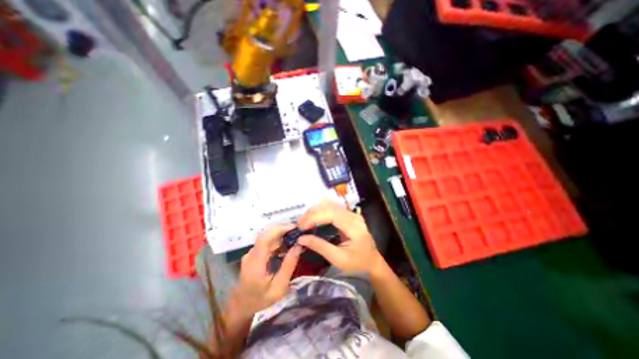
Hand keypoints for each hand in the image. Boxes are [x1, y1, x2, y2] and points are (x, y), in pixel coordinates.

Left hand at [234, 225, 302, 316]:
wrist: (242, 306)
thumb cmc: (261, 299)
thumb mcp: (279, 288)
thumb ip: (288, 266)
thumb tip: (299, 246)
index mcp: (255, 263)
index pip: (265, 238)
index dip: (279, 229)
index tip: (294, 227)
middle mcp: (251, 254)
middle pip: (267, 234)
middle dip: (283, 228)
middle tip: (299, 230)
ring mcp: (252, 252)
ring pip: (267, 236)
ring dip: (282, 233)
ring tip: (297, 235)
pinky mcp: (254, 252)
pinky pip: (267, 241)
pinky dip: (279, 239)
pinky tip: (288, 242)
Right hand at [297, 200, 381, 272]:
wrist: (372, 262)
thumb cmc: (357, 263)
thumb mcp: (338, 259)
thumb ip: (320, 246)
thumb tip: (301, 239)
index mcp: (354, 226)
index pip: (331, 214)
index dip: (314, 217)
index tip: (301, 226)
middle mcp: (353, 216)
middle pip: (330, 207)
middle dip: (312, 213)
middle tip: (299, 224)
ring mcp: (352, 213)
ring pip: (330, 205)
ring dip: (315, 211)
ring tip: (304, 221)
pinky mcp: (349, 215)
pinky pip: (333, 208)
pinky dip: (321, 211)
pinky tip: (313, 217)